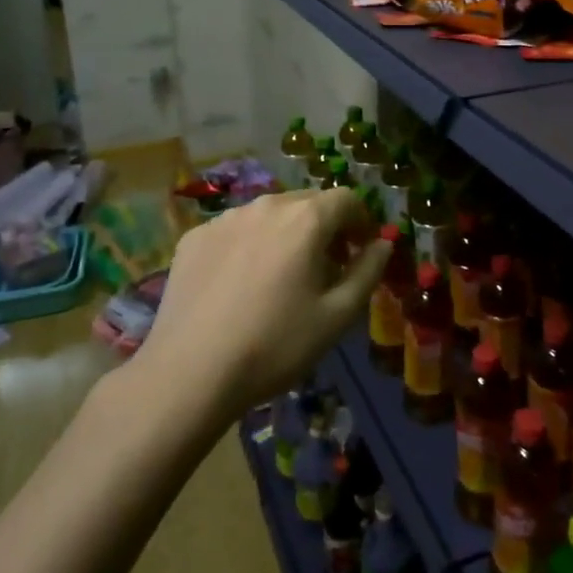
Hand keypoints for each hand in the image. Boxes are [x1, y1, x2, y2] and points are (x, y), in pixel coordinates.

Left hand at [138, 189, 391, 415]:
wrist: (189, 373)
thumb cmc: (275, 345)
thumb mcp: (337, 316)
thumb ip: (368, 271)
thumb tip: (383, 243)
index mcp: (306, 219)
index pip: (347, 198)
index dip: (361, 221)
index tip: (360, 251)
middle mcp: (266, 205)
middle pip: (307, 202)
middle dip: (325, 227)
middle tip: (326, 267)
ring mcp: (225, 219)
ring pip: (269, 214)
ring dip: (286, 234)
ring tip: (281, 276)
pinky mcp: (194, 238)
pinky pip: (235, 230)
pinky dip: (249, 245)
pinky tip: (240, 285)